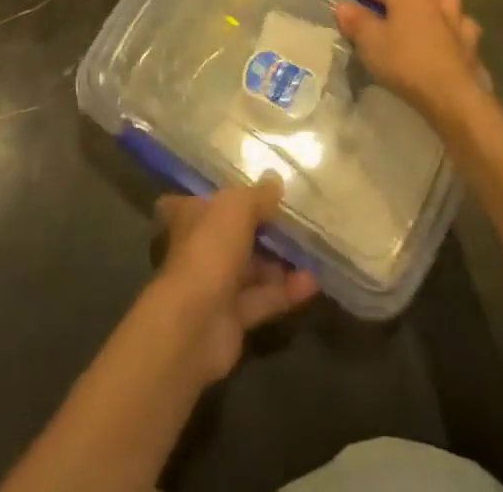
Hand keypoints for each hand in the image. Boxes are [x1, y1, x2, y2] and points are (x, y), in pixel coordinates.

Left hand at [151, 178, 317, 383]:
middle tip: (296, 223)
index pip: (202, 200)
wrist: (194, 323)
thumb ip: (258, 195)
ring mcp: (214, 284)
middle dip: (262, 230)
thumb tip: (276, 180)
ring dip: (280, 262)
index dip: (223, 196)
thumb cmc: (210, 248)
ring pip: (251, 269)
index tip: (251, 193)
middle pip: (233, 235)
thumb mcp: (238, 207)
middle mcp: (199, 248)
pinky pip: (262, 299)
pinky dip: (285, 292)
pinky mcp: (232, 318)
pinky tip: (313, 283)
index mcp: (190, 216)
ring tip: (312, 252)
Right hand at [329, 0, 486, 128]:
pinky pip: (460, 20)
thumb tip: (343, 6)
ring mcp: (454, 17)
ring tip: (414, 6)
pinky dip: (449, 21)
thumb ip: (356, 22)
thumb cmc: (406, 64)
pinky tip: (443, 31)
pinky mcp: (469, 40)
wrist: (453, 96)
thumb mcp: (371, 44)